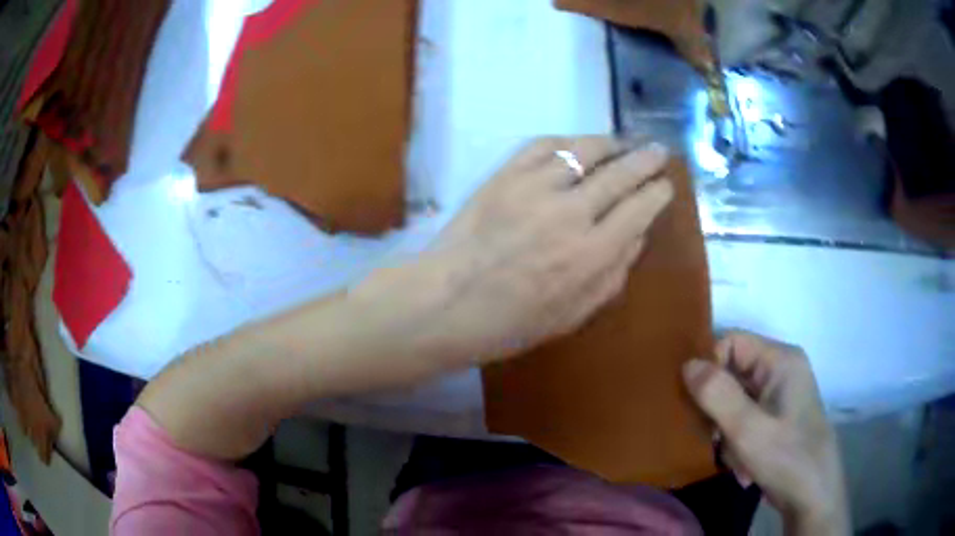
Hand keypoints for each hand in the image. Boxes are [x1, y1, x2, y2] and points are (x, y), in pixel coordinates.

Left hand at [353, 137, 673, 367]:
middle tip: (658, 152)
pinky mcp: (504, 176)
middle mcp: (570, 213)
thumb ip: (612, 276)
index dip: (657, 193)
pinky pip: (542, 145)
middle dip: (645, 160)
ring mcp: (534, 188)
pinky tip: (577, 144)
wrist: (445, 303)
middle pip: (619, 173)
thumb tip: (637, 235)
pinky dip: (566, 141)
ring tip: (622, 143)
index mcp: (591, 255)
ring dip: (610, 143)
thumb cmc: (510, 322)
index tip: (666, 185)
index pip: (639, 210)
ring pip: (584, 150)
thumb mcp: (573, 316)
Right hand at [682, 332, 850, 535]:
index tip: (696, 405)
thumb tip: (687, 364)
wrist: (813, 496)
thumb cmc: (786, 457)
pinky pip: (746, 418)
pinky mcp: (778, 417)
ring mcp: (781, 395)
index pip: (732, 342)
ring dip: (728, 432)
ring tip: (735, 459)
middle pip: (733, 374)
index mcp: (781, 360)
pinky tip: (744, 466)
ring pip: (736, 401)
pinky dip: (739, 442)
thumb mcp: (747, 429)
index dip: (710, 367)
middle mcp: (782, 370)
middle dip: (719, 410)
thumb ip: (716, 394)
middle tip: (716, 440)